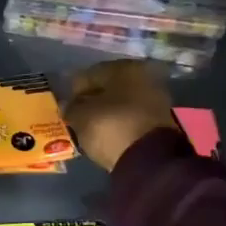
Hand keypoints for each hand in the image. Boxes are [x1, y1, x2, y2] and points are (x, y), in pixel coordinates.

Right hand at [63, 60, 177, 171]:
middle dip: (92, 101)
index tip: (64, 107)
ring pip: (120, 102)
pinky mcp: (160, 121)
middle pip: (108, 87)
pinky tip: (106, 133)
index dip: (73, 91)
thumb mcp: (81, 116)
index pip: (89, 74)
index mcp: (123, 67)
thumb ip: (71, 107)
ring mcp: (155, 98)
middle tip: (76, 116)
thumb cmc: (111, 127)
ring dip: (105, 112)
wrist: (149, 158)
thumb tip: (70, 105)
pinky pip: (130, 117)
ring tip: (90, 128)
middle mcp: (143, 76)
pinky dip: (118, 123)